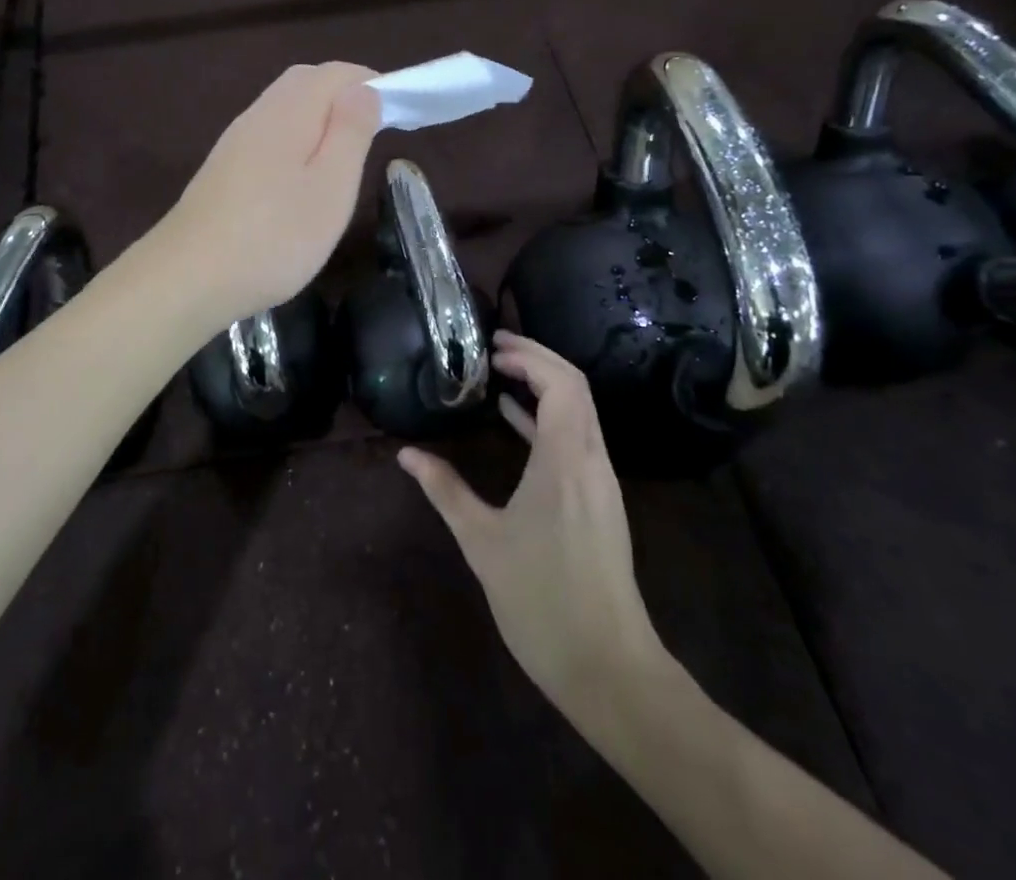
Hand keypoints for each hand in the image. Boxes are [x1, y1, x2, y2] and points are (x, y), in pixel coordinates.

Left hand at [160, 62, 380, 327]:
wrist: (188, 277)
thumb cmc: (274, 236)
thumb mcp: (331, 187)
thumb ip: (350, 132)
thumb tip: (363, 88)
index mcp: (289, 112)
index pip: (335, 73)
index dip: (371, 83)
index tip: (399, 114)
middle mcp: (258, 114)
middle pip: (305, 82)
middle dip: (343, 95)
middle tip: (373, 132)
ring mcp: (234, 141)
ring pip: (284, 108)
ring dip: (318, 118)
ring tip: (342, 157)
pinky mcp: (223, 168)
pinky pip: (267, 133)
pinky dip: (295, 139)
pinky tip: (300, 178)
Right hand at [399, 332, 667, 711]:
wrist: (609, 669)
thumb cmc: (542, 601)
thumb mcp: (482, 541)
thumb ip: (444, 490)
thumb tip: (406, 454)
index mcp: (565, 460)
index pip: (561, 383)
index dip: (530, 355)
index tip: (491, 346)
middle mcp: (590, 460)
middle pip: (576, 387)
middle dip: (538, 358)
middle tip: (494, 347)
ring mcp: (600, 482)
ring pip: (580, 412)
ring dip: (545, 385)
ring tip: (500, 373)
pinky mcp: (600, 502)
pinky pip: (577, 439)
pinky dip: (548, 418)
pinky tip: (514, 420)